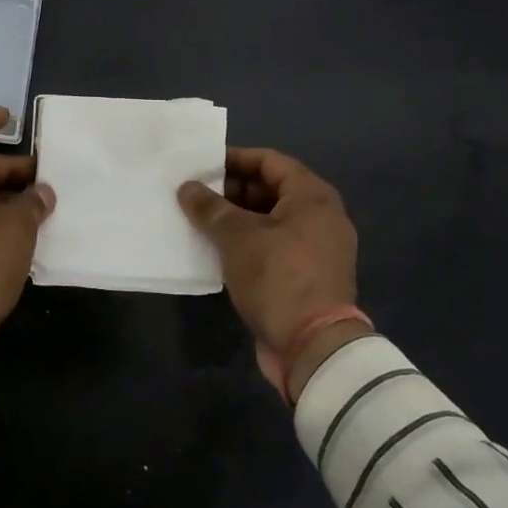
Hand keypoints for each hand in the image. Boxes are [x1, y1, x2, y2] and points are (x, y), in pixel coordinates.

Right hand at [177, 147, 365, 399]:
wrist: (313, 348)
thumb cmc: (278, 278)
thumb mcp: (237, 238)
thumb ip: (210, 208)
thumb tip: (187, 187)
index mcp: (312, 196)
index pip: (269, 161)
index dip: (234, 159)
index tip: (201, 165)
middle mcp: (320, 217)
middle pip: (270, 190)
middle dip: (231, 191)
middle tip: (194, 195)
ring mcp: (316, 249)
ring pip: (270, 221)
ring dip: (236, 219)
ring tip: (198, 220)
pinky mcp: (307, 276)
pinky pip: (273, 246)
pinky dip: (247, 244)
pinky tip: (216, 249)